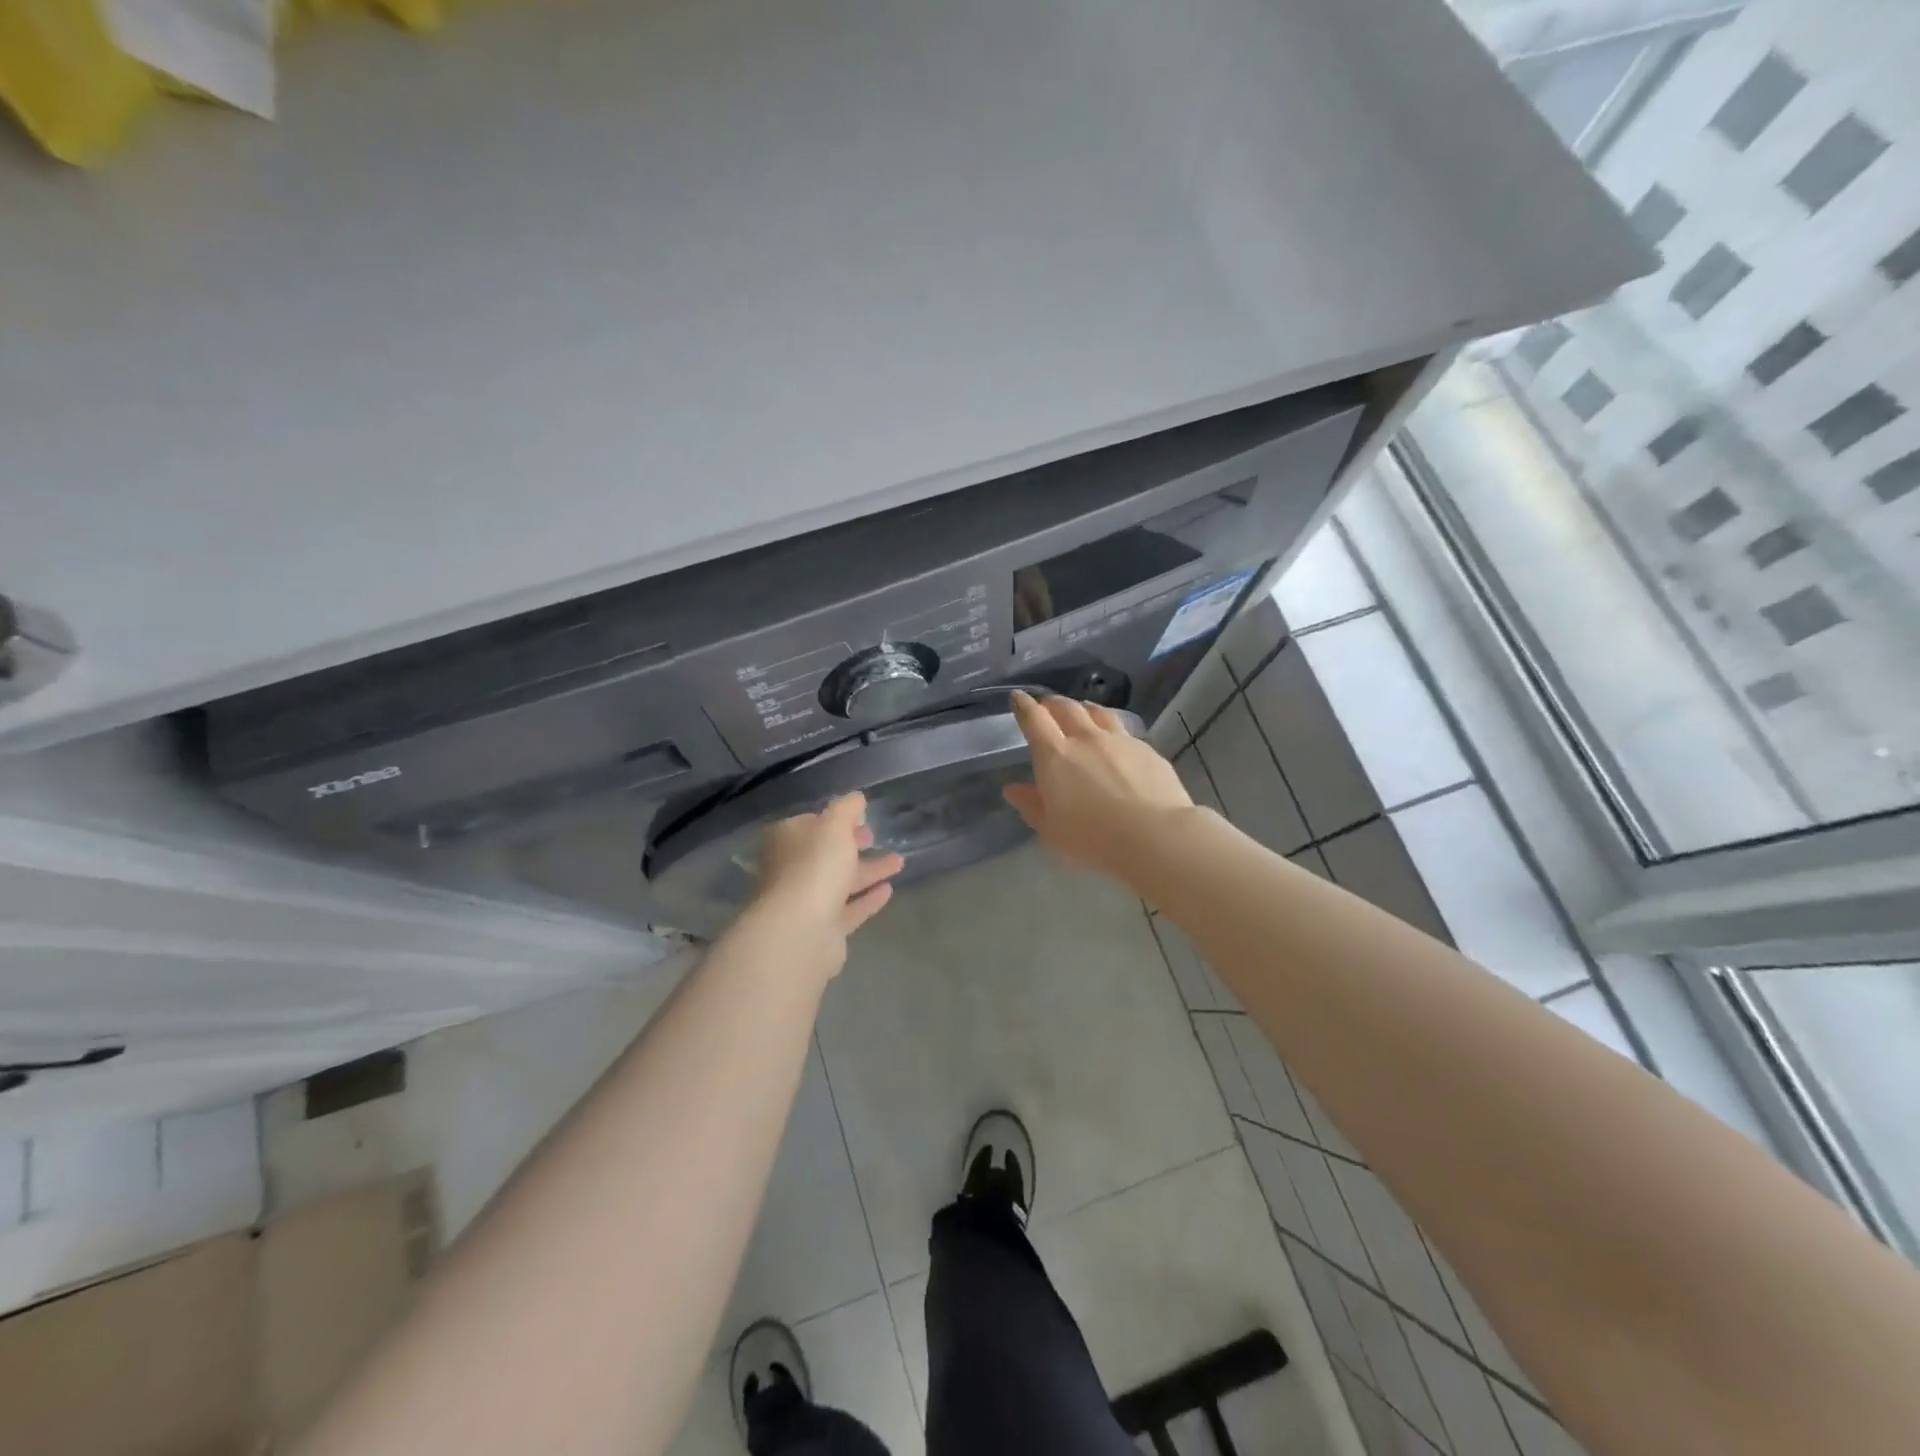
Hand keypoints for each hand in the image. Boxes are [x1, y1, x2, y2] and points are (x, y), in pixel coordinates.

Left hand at [746, 793, 903, 980]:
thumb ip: (846, 808)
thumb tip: (856, 797)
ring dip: (868, 871)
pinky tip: (889, 890)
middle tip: (873, 836)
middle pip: (825, 854)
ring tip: (899, 862)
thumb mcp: (834, 826)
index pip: (810, 824)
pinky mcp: (823, 929)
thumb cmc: (814, 867)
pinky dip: (867, 899)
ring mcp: (806, 902)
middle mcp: (791, 870)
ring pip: (840, 882)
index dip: (835, 819)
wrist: (800, 931)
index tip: (859, 816)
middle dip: (850, 844)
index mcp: (786, 841)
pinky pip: (849, 909)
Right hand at [1002, 691, 1193, 883]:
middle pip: (1066, 708)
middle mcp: (1086, 739)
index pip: (1034, 719)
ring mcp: (1120, 740)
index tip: (1018, 698)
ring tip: (1081, 711)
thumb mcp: (1051, 830)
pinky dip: (1112, 729)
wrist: (1154, 836)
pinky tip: (1116, 742)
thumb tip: (1013, 789)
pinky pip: (1123, 731)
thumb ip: (1031, 806)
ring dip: (1084, 708)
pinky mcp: (1146, 750)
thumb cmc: (1093, 839)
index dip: (1024, 706)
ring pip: (1098, 712)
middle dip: (1052, 703)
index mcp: (1055, 756)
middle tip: (1047, 706)